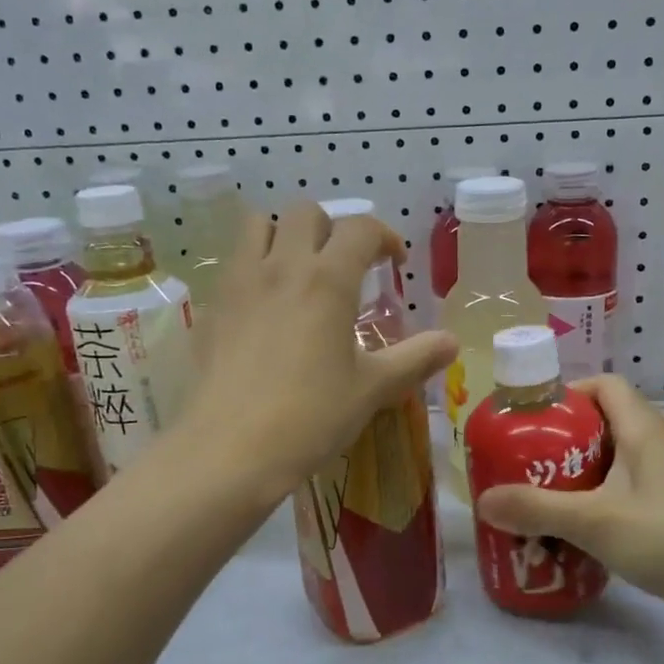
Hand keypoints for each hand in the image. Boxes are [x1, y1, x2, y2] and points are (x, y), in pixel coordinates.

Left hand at [187, 202, 455, 496]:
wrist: (230, 450)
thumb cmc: (311, 417)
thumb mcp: (372, 389)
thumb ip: (415, 358)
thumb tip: (452, 341)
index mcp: (328, 280)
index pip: (361, 229)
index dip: (385, 237)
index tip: (395, 264)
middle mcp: (281, 267)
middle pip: (306, 213)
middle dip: (332, 229)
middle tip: (346, 267)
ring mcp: (239, 283)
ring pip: (259, 226)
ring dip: (285, 236)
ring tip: (300, 271)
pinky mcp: (211, 307)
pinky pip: (233, 264)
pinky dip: (254, 268)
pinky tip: (264, 310)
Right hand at [474, 376, 663, 633]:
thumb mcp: (594, 521)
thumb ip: (536, 509)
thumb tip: (484, 500)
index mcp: (642, 430)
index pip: (605, 385)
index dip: (569, 392)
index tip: (534, 418)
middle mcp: (658, 446)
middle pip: (605, 425)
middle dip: (564, 440)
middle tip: (527, 464)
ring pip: (617, 463)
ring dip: (581, 476)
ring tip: (543, 499)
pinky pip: (629, 495)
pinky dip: (602, 504)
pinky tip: (580, 532)